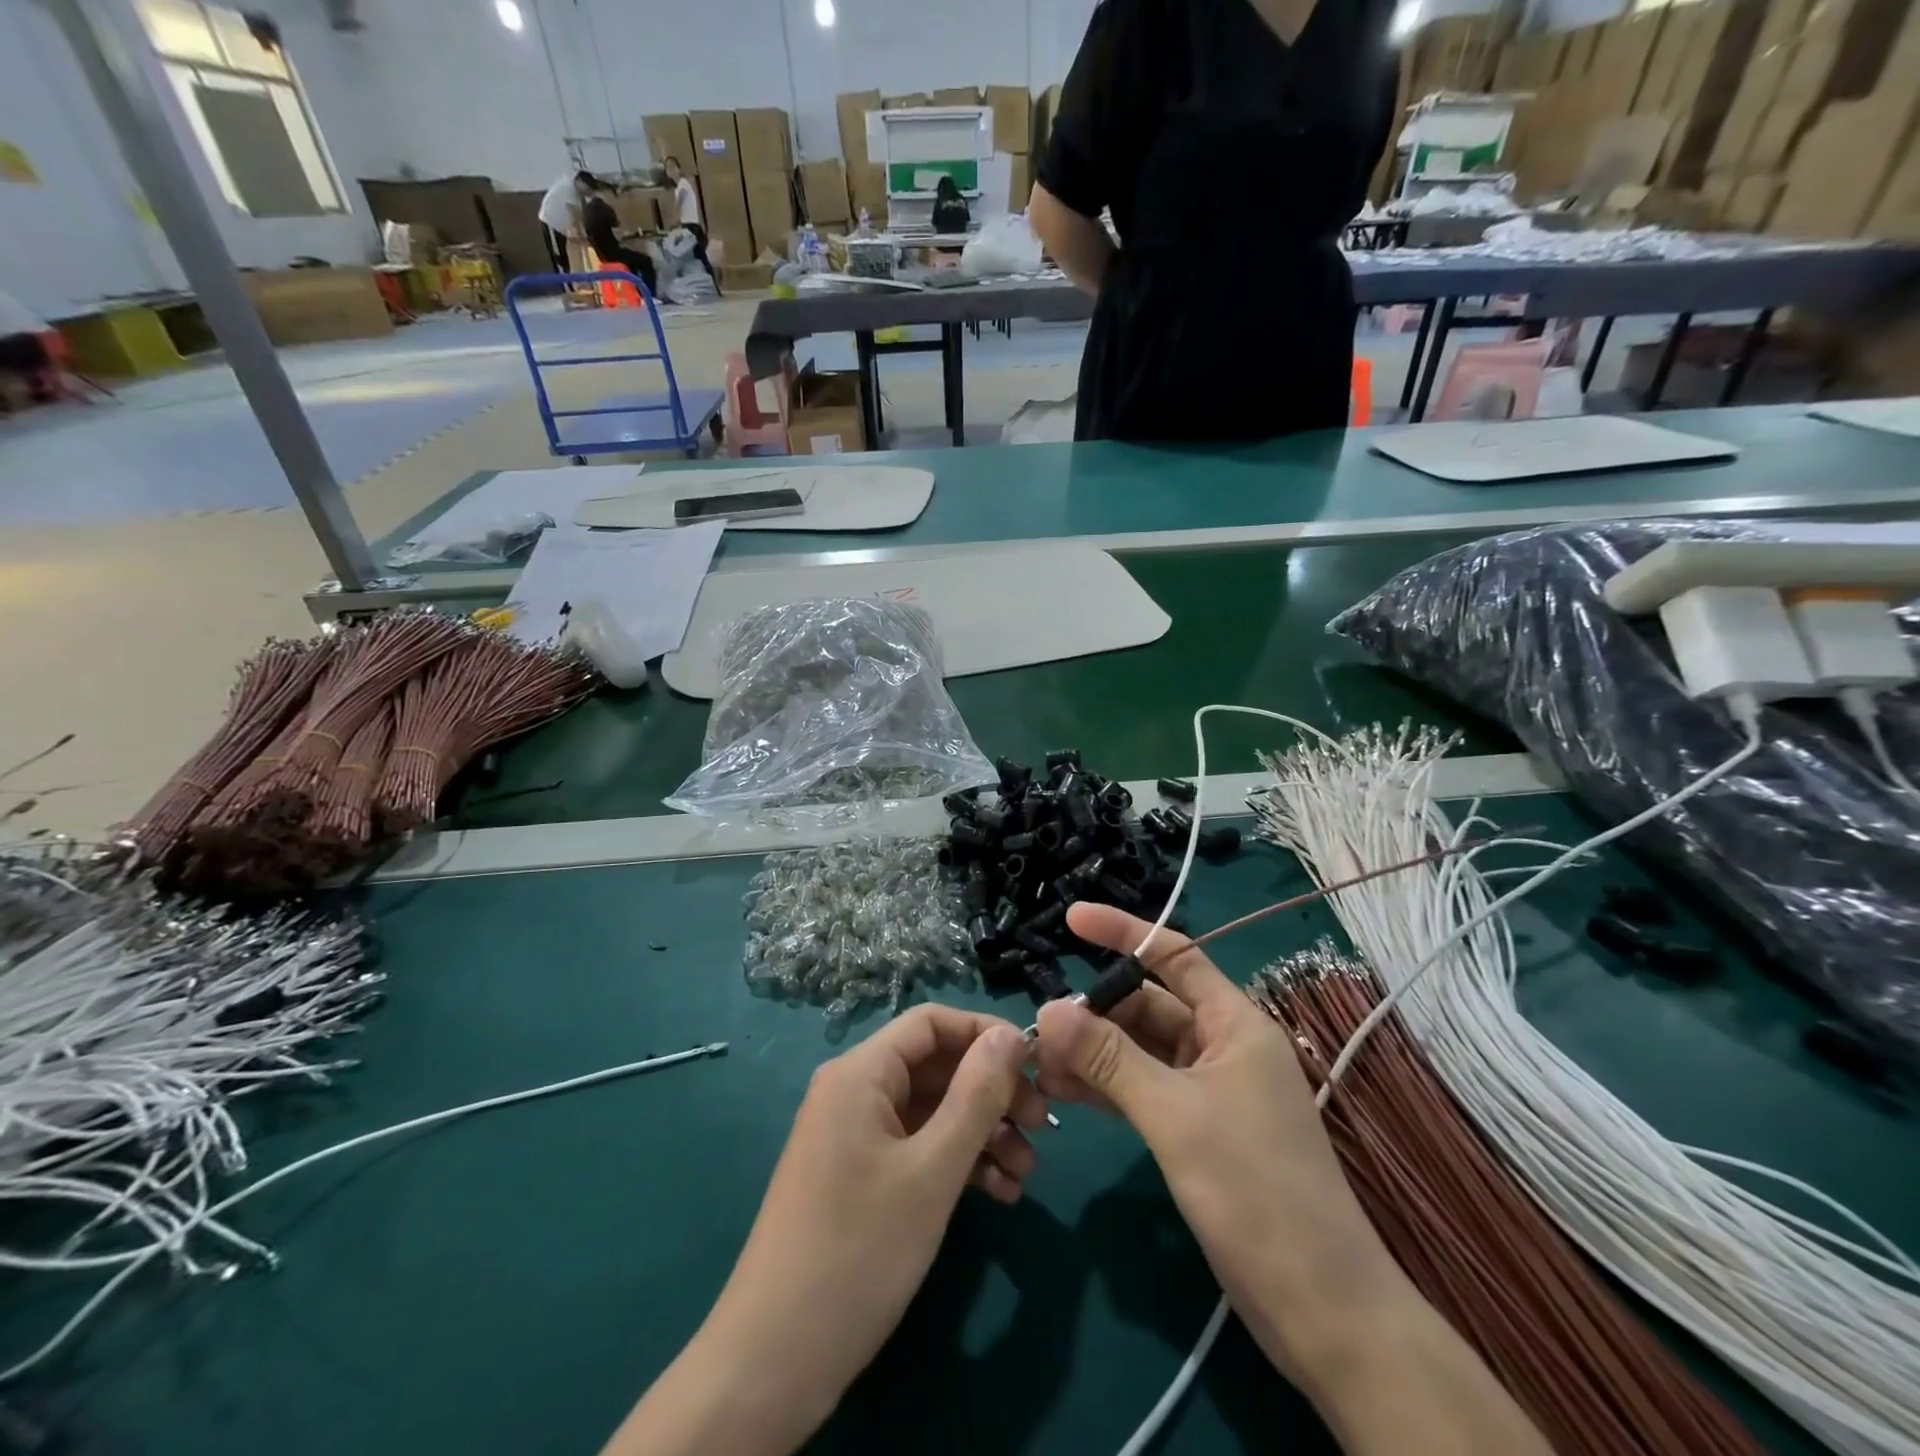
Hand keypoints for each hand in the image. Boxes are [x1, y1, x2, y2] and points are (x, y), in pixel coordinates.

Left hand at [607, 1006, 1044, 1455]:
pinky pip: (917, 1148)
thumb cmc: (860, 1250)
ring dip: (982, 1133)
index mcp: (861, 1072)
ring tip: (1027, 1173)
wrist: (775, 1359)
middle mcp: (855, 1091)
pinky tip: (999, 1193)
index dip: (985, 1034)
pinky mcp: (860, 1176)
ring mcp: (856, 1136)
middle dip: (991, 1092)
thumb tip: (1011, 1035)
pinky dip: (957, 1162)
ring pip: (931, 1111)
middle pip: (935, 1067)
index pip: (931, 1022)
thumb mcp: (932, 1171)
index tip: (1036, 1065)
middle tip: (1042, 1126)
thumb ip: (976, 1096)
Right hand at [1034, 903, 1402, 1382]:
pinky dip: (1108, 1087)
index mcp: (1234, 1023)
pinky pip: (1144, 1089)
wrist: (1322, 1310)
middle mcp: (1223, 1046)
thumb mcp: (1174, 1116)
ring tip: (1040, 1065)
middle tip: (1040, 1030)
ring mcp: (1211, 1091)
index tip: (1070, 918)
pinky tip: (1067, 1094)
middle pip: (1149, 1006)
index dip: (1122, 931)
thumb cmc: (1255, 1192)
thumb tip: (1049, 1009)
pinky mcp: (1200, 1130)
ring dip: (1094, 1053)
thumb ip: (1109, 1058)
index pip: (1174, 955)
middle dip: (1095, 1012)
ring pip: (1142, 1050)